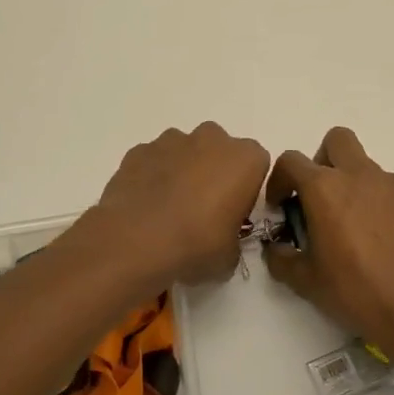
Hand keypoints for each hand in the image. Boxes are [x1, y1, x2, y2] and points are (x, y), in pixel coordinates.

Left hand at [86, 122, 269, 288]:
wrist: (137, 240)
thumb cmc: (197, 244)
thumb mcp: (230, 255)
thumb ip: (233, 238)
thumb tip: (221, 239)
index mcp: (245, 159)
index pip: (256, 166)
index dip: (245, 189)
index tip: (233, 213)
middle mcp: (212, 139)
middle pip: (219, 151)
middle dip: (213, 172)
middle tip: (202, 209)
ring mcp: (172, 140)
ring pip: (184, 151)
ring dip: (182, 171)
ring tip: (169, 209)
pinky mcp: (139, 150)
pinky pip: (154, 160)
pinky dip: (152, 176)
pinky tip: (145, 205)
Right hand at [262, 127, 393, 361]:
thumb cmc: (356, 291)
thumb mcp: (306, 281)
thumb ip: (282, 259)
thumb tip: (276, 249)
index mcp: (325, 188)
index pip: (291, 161)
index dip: (279, 179)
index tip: (280, 206)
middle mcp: (360, 175)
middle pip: (336, 140)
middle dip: (322, 160)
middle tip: (319, 197)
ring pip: (367, 167)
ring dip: (354, 184)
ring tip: (353, 227)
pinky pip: (392, 192)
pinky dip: (380, 205)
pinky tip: (382, 240)